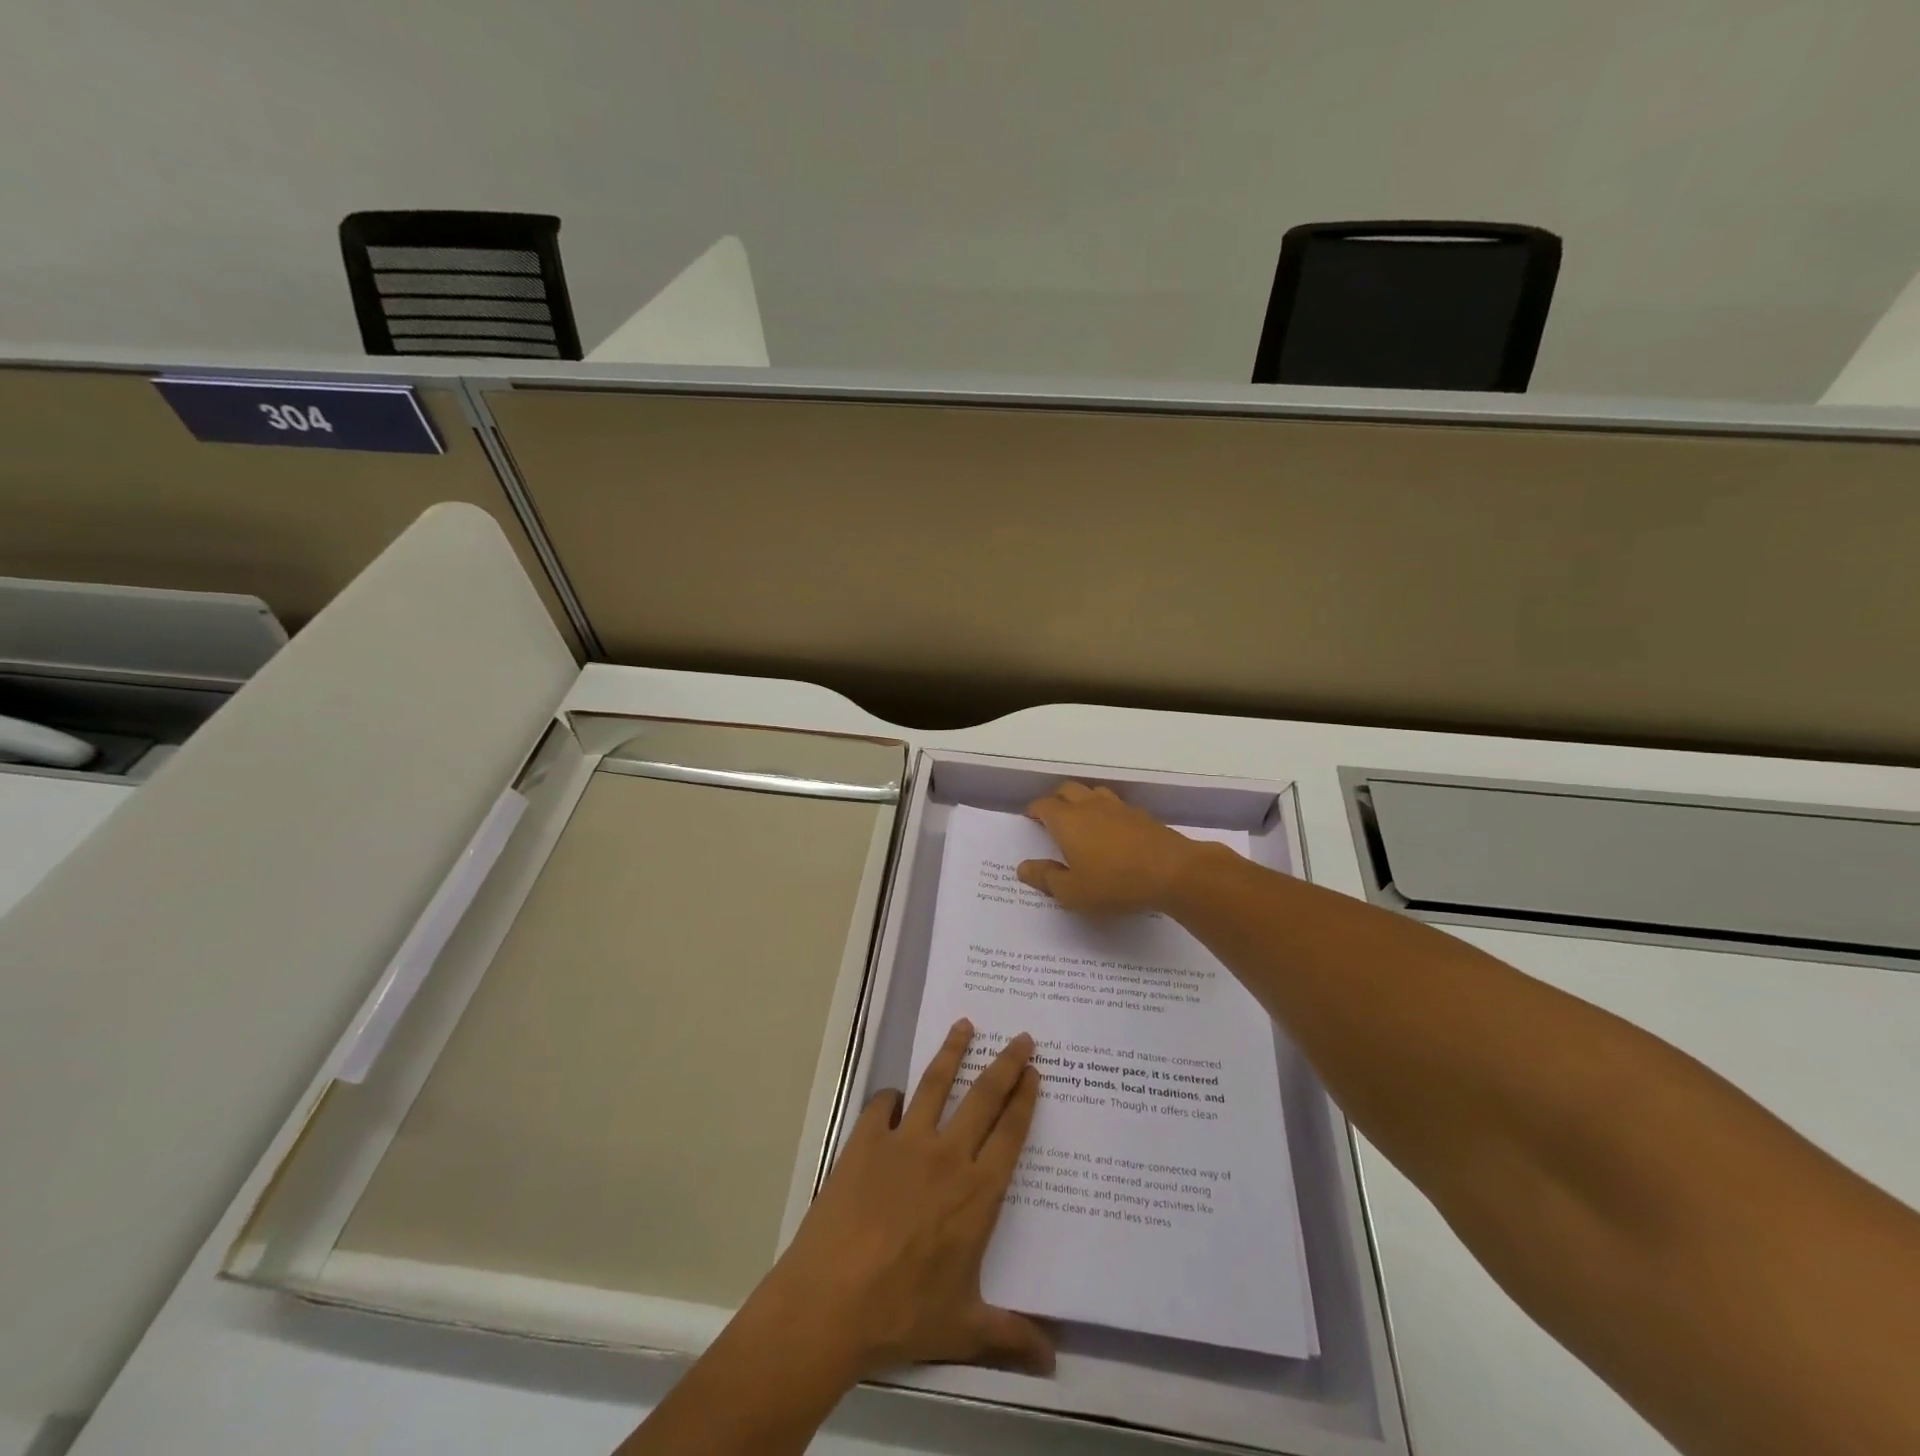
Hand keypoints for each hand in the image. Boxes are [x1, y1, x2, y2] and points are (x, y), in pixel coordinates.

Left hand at [753, 1019, 1052, 1379]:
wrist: (831, 1301)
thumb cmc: (902, 1314)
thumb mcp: (963, 1329)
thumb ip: (1010, 1336)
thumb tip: (1054, 1361)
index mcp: (977, 1193)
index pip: (1010, 1133)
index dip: (1025, 1100)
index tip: (1035, 1073)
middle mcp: (947, 1156)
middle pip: (984, 1096)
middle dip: (1006, 1063)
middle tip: (1021, 1037)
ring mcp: (904, 1142)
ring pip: (936, 1083)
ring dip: (953, 1052)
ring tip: (964, 1025)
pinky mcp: (865, 1140)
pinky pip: (882, 1105)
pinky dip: (890, 1098)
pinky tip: (893, 1098)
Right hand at [1018, 782, 1211, 914]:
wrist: (1173, 872)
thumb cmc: (1115, 884)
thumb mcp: (1073, 892)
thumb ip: (1046, 878)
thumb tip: (1023, 867)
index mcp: (1067, 821)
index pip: (1044, 805)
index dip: (1034, 810)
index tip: (1030, 819)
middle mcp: (1090, 806)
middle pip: (1068, 790)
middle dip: (1056, 800)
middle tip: (1052, 817)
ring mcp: (1118, 807)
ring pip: (1094, 792)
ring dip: (1083, 800)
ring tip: (1081, 818)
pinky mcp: (1141, 815)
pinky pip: (1116, 805)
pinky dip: (1106, 811)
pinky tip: (1112, 830)